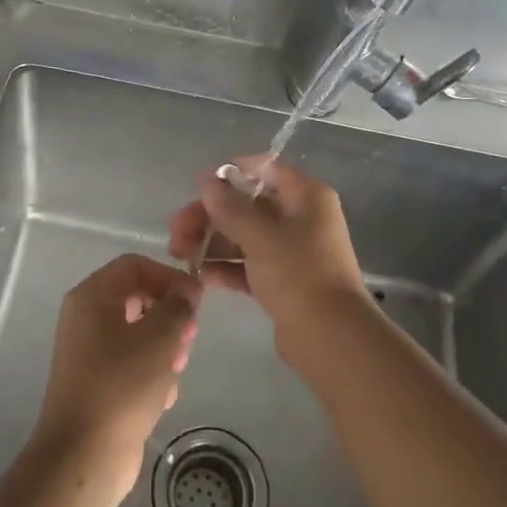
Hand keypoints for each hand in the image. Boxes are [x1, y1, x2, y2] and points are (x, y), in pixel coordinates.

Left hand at [32, 255, 201, 499]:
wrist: (83, 456)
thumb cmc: (122, 386)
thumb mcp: (160, 338)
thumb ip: (179, 306)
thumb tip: (186, 294)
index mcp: (92, 296)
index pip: (136, 265)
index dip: (170, 277)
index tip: (196, 302)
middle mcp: (85, 317)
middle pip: (138, 297)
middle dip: (170, 316)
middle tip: (189, 339)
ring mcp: (88, 351)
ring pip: (139, 332)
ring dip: (164, 348)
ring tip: (175, 372)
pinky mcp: (97, 382)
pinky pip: (131, 362)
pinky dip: (150, 373)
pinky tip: (161, 397)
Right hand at [167, 157, 371, 345]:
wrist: (330, 337)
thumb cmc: (298, 273)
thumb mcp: (260, 235)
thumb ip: (229, 206)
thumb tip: (206, 179)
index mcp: (306, 196)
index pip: (266, 170)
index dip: (232, 174)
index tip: (199, 187)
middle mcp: (301, 218)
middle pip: (248, 206)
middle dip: (210, 216)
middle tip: (176, 233)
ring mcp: (293, 252)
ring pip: (245, 237)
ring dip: (212, 243)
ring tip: (180, 256)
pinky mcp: (284, 282)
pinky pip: (249, 265)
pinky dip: (226, 267)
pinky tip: (200, 277)